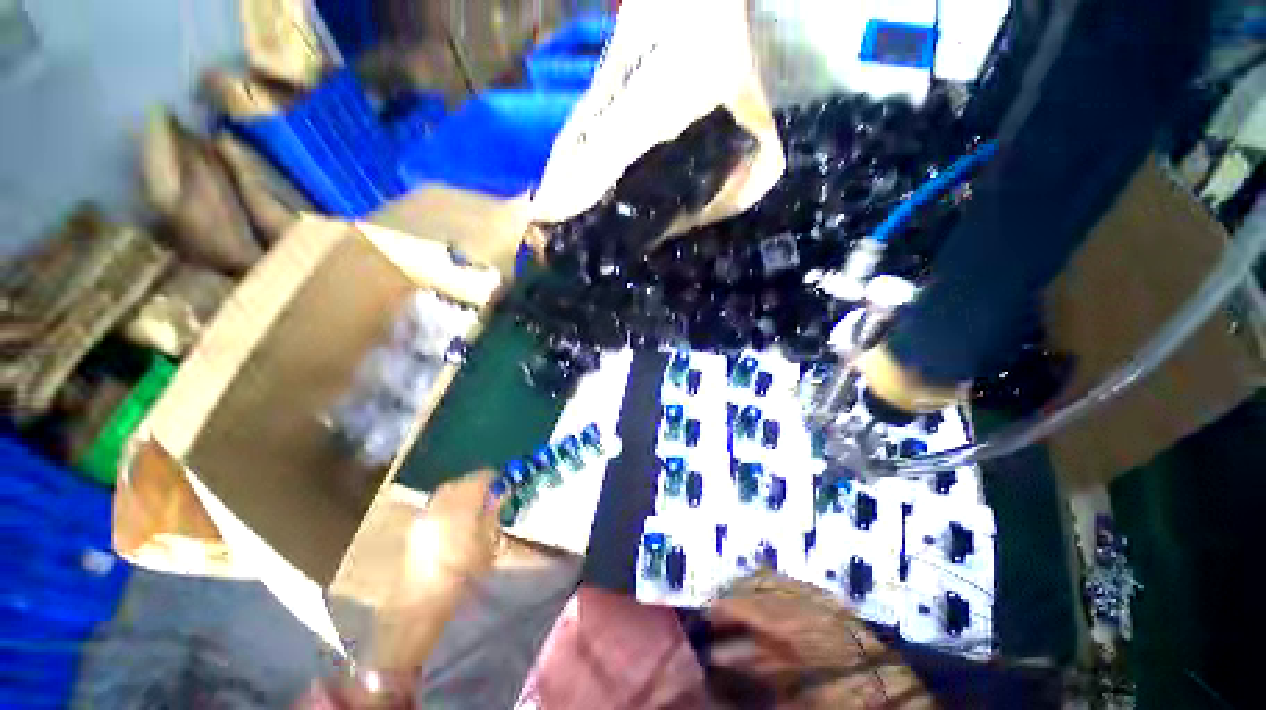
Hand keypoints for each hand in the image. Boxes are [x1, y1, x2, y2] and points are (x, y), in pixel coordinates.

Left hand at [370, 469, 502, 674]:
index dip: (495, 479)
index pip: (480, 478)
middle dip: (477, 484)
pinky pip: (437, 505)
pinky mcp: (416, 527)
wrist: (423, 602)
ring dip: (462, 493)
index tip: (505, 485)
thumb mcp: (488, 543)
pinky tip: (457, 519)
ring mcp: (425, 514)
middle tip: (492, 494)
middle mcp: (440, 503)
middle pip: (462, 482)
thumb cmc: (463, 573)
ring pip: (447, 492)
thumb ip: (494, 513)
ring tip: (475, 506)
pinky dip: (449, 504)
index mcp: (460, 505)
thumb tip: (500, 493)